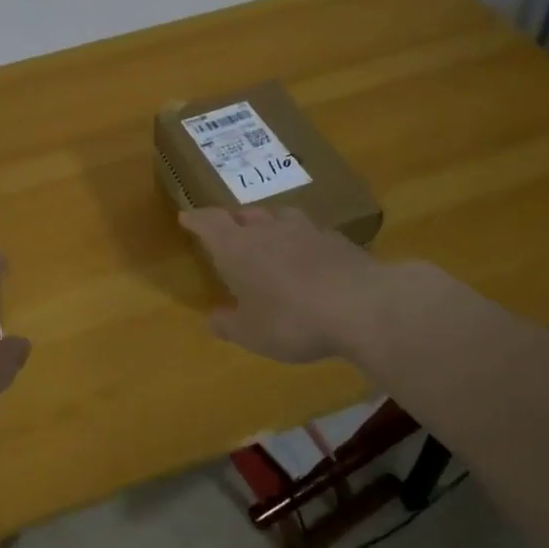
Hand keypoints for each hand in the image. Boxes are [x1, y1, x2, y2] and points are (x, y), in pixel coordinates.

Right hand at [178, 206, 394, 363]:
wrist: (362, 306)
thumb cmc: (293, 320)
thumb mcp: (252, 333)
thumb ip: (229, 324)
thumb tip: (214, 318)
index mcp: (238, 248)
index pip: (210, 222)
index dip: (197, 219)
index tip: (186, 216)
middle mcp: (269, 230)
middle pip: (245, 214)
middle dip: (233, 220)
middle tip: (228, 230)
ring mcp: (306, 230)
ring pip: (279, 217)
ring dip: (268, 223)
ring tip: (267, 235)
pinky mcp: (337, 240)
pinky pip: (310, 232)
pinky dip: (300, 240)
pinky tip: (307, 255)